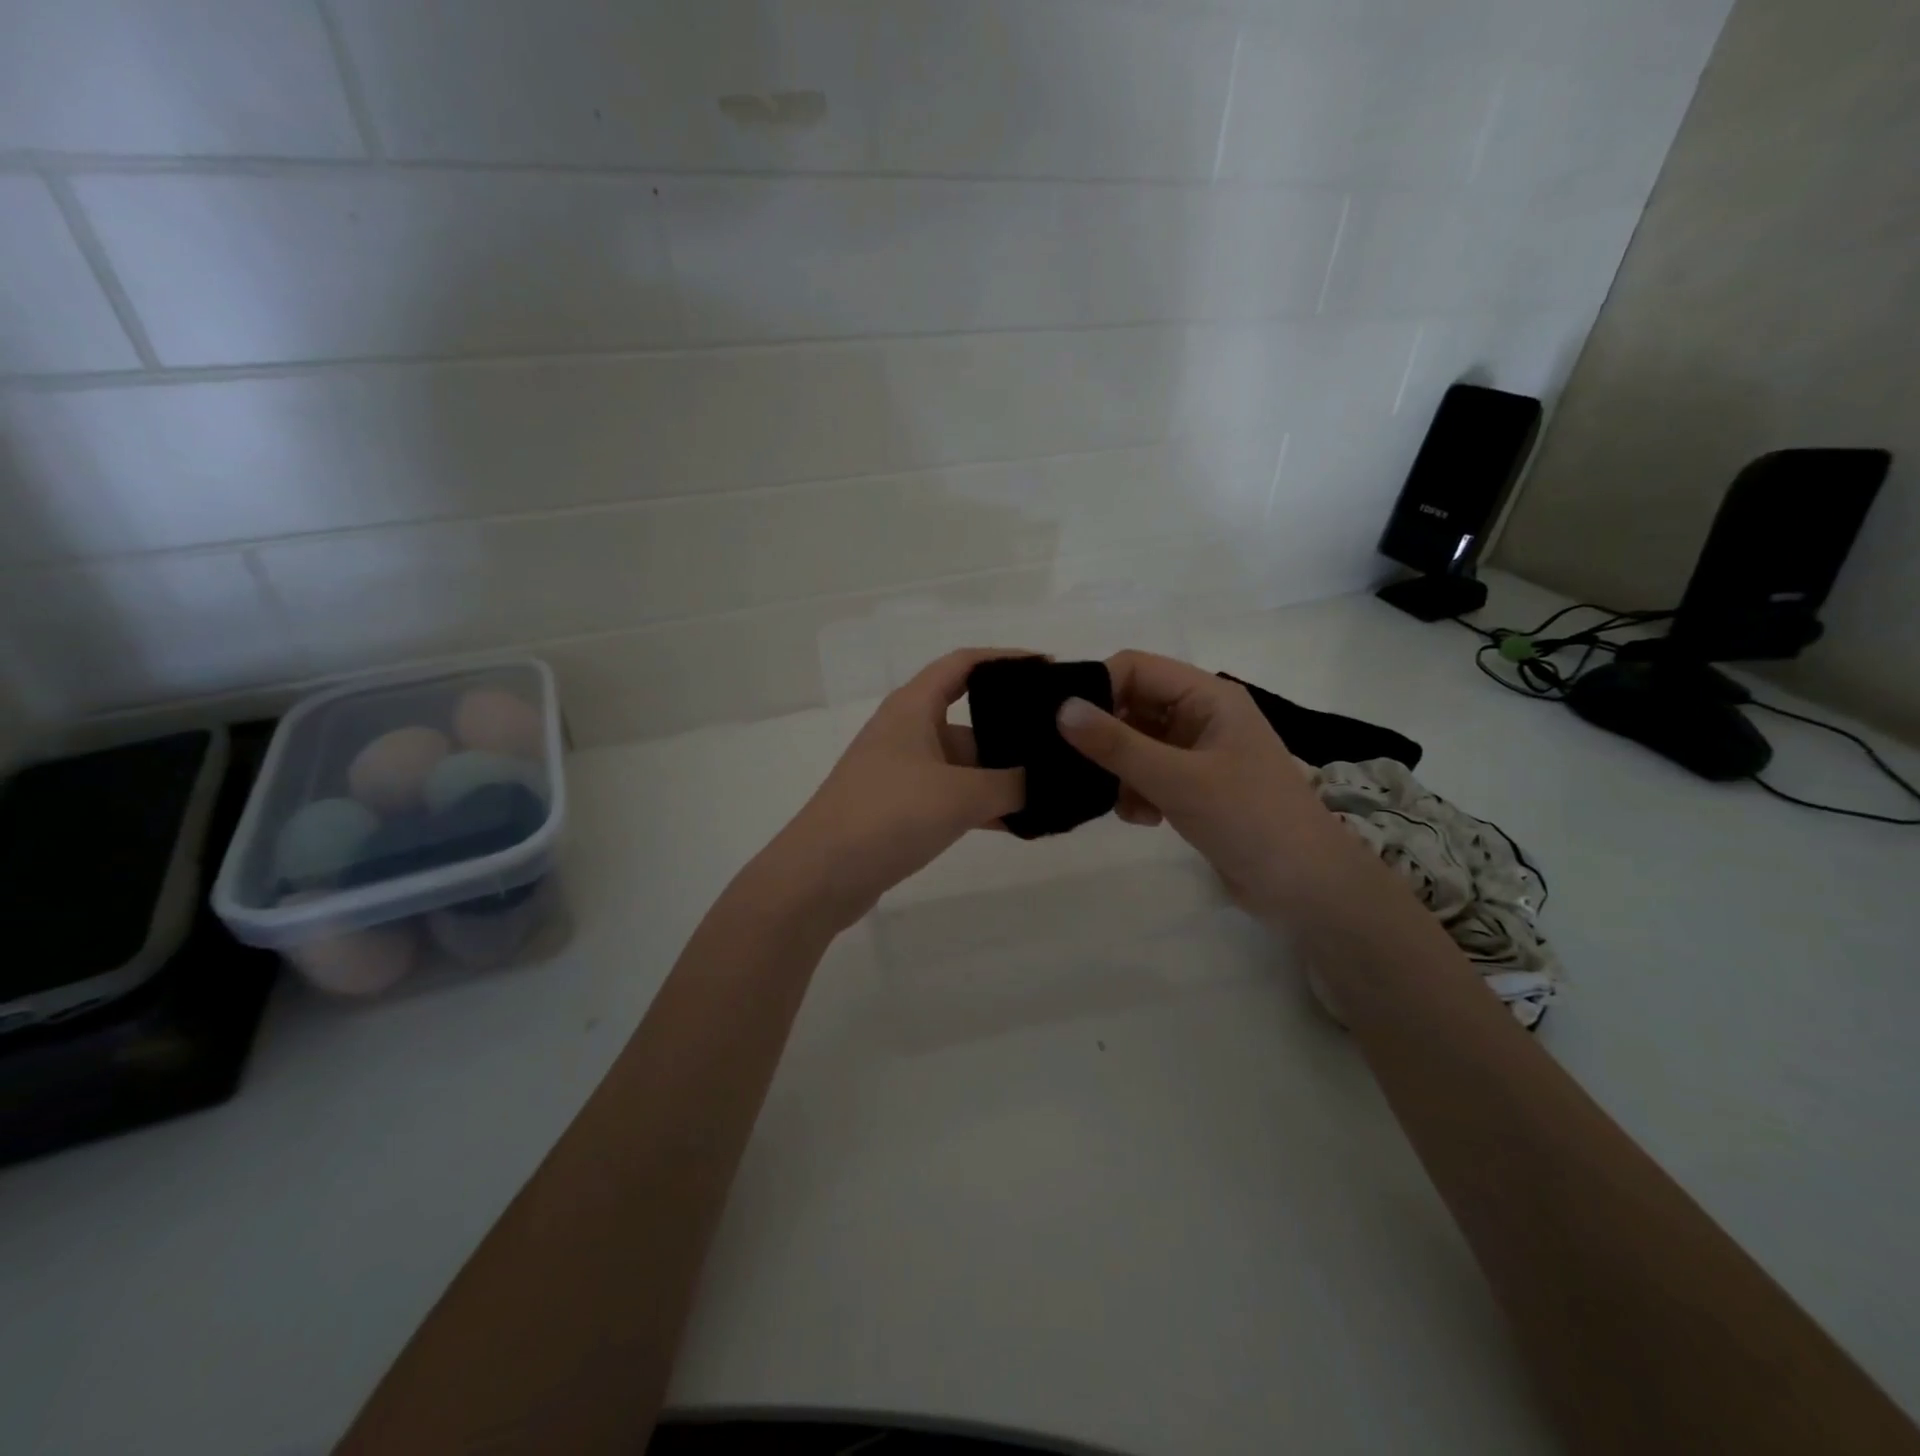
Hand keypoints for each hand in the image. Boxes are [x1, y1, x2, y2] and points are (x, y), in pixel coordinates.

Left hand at [761, 648, 1026, 930]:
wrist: (820, 876)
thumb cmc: (888, 815)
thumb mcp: (960, 795)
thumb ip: (1010, 784)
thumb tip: (1041, 782)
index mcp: (914, 707)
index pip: (964, 664)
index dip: (1006, 660)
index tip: (1048, 669)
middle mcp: (908, 730)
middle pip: (970, 717)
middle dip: (1013, 728)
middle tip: (1062, 741)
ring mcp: (903, 771)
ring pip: (964, 762)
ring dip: (1002, 775)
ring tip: (1053, 786)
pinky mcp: (902, 807)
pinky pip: (953, 795)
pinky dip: (983, 804)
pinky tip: (1020, 822)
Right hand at [1054, 651, 1351, 918]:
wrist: (1305, 889)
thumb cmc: (1248, 819)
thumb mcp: (1177, 779)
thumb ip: (1117, 744)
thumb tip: (1061, 708)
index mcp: (1208, 696)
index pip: (1136, 668)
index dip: (1097, 687)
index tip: (1061, 724)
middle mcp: (1201, 716)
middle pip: (1133, 706)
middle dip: (1104, 736)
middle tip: (1070, 765)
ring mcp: (1198, 753)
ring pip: (1136, 744)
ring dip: (1118, 770)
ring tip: (1114, 800)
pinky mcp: (1194, 787)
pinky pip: (1147, 774)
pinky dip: (1135, 792)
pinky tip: (1140, 818)